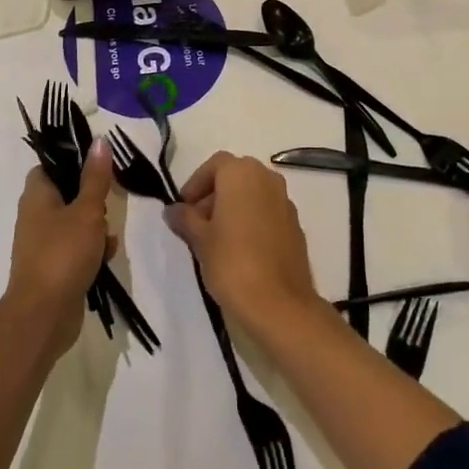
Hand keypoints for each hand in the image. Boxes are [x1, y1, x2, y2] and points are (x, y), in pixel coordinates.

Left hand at [7, 138, 116, 360]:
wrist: (43, 315)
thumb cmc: (63, 252)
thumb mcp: (87, 210)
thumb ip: (96, 176)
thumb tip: (99, 140)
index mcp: (37, 194)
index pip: (53, 164)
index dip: (75, 161)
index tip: (100, 167)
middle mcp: (35, 214)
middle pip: (68, 192)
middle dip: (93, 199)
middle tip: (108, 204)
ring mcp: (42, 242)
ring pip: (76, 221)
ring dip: (96, 227)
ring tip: (108, 238)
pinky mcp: (53, 266)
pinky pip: (76, 247)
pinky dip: (92, 250)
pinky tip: (106, 257)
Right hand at [166, 153, 319, 333]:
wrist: (279, 303)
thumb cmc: (232, 262)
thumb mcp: (200, 240)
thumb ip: (185, 219)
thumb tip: (172, 209)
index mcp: (242, 173)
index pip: (214, 165)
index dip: (196, 184)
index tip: (184, 208)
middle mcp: (267, 178)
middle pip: (235, 176)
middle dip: (214, 195)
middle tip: (197, 223)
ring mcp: (285, 201)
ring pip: (253, 194)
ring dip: (233, 207)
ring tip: (216, 239)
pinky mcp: (296, 225)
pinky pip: (267, 212)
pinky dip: (252, 221)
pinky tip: (240, 249)